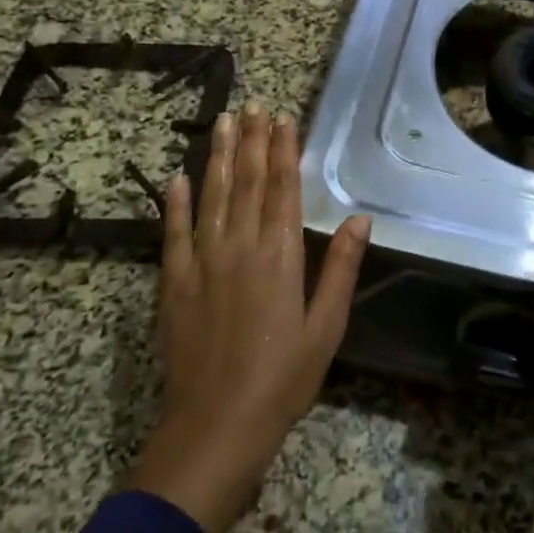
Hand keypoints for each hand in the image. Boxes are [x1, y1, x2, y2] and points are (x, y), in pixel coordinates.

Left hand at [130, 102, 370, 532]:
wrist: (215, 427)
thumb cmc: (282, 379)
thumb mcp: (326, 328)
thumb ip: (339, 270)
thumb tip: (359, 220)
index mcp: (279, 256)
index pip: (282, 189)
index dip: (283, 150)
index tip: (283, 117)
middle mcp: (239, 247)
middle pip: (247, 182)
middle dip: (252, 141)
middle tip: (253, 105)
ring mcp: (202, 263)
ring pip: (212, 196)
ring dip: (218, 157)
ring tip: (223, 122)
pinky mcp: (174, 283)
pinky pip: (174, 233)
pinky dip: (175, 203)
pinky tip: (176, 177)